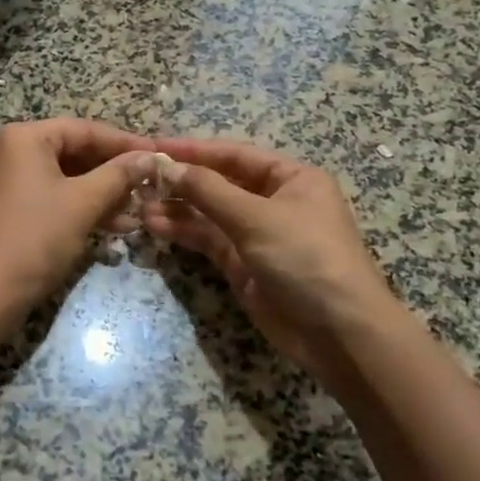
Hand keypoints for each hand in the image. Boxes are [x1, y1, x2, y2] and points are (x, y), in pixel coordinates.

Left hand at [0, 118, 155, 316]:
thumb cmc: (34, 237)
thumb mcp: (83, 203)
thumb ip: (119, 175)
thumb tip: (150, 157)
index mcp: (24, 137)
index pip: (84, 129)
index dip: (125, 143)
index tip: (158, 155)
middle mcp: (11, 150)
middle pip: (73, 152)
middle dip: (113, 172)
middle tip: (149, 186)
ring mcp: (6, 180)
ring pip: (64, 177)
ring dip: (100, 193)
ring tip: (136, 212)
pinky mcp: (6, 208)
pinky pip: (50, 196)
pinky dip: (79, 207)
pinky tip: (112, 226)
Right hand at [140, 137, 401, 378]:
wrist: (340, 334)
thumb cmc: (306, 258)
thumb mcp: (256, 217)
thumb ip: (209, 190)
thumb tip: (167, 166)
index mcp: (290, 178)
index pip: (234, 154)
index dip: (195, 150)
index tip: (155, 145)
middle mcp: (274, 201)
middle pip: (220, 182)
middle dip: (182, 181)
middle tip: (141, 178)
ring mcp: (257, 234)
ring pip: (209, 213)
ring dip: (177, 208)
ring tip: (139, 205)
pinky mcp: (244, 265)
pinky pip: (208, 240)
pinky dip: (183, 232)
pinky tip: (154, 226)